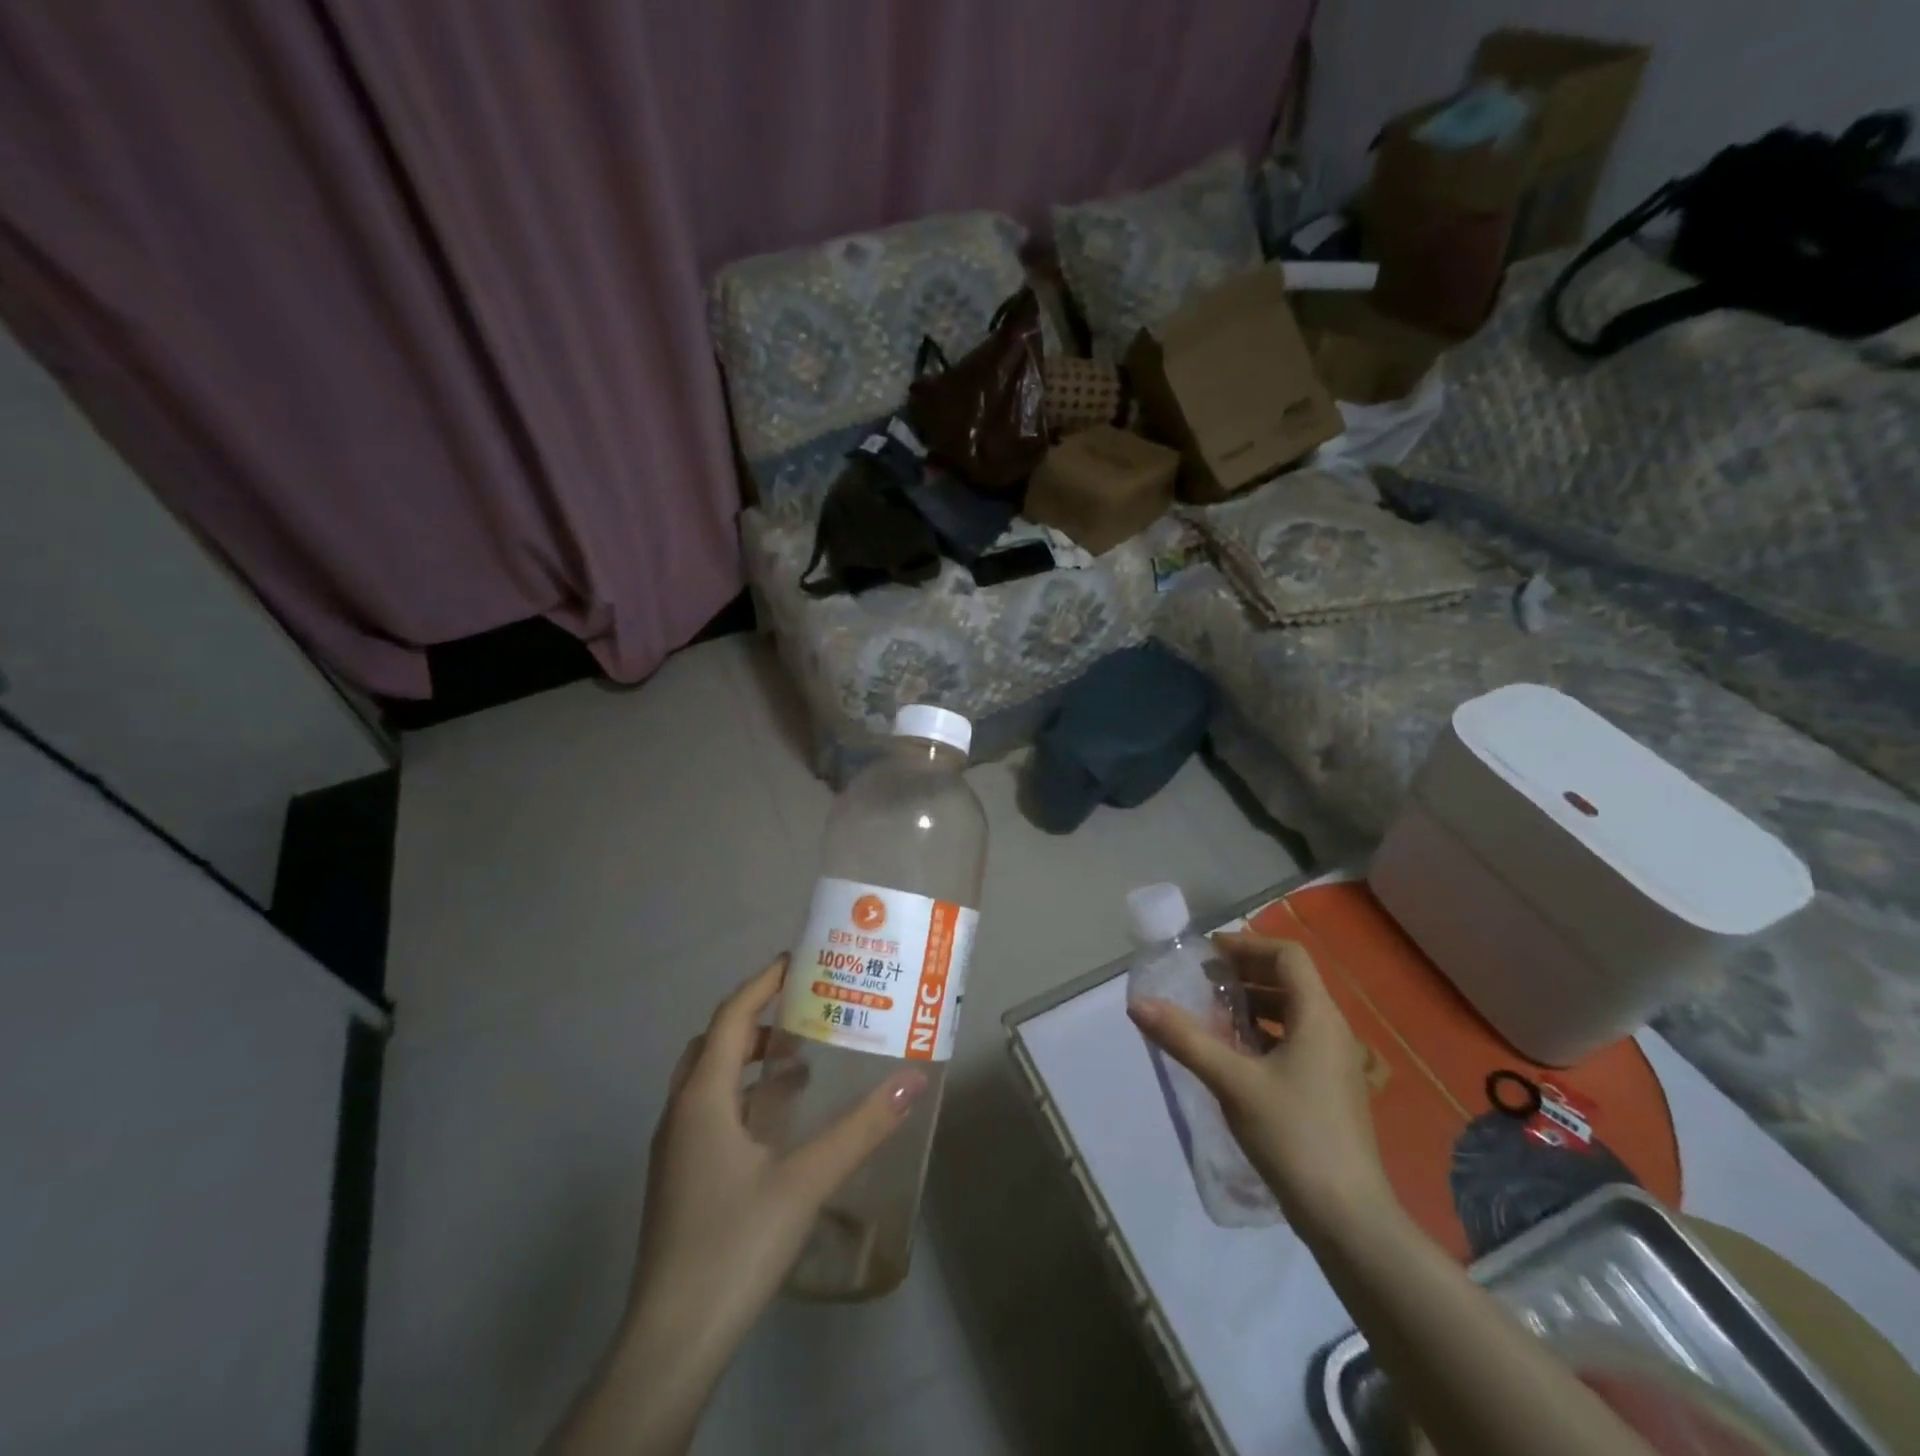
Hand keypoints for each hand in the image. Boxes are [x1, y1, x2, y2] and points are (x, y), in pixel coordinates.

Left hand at [629, 953, 924, 1357]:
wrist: (672, 1342)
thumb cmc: (734, 1245)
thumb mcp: (806, 1181)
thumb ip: (861, 1128)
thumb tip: (913, 1081)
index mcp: (701, 1098)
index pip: (732, 1017)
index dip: (764, 983)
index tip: (801, 960)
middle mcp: (681, 1112)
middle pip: (717, 1042)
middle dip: (760, 1018)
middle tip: (808, 1010)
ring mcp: (676, 1149)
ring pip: (711, 1079)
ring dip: (751, 1059)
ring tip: (803, 1058)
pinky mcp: (681, 1179)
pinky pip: (712, 1111)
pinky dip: (745, 1096)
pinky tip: (781, 1121)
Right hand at [1127, 931, 1388, 1228]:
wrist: (1348, 1218)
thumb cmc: (1294, 1136)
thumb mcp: (1232, 1082)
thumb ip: (1185, 1039)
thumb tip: (1138, 1004)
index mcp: (1318, 1017)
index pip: (1288, 956)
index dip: (1247, 945)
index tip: (1208, 954)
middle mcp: (1332, 1031)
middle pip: (1290, 980)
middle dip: (1246, 973)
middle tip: (1203, 980)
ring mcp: (1334, 1062)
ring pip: (1293, 1012)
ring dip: (1254, 1004)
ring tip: (1213, 1014)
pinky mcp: (1329, 1089)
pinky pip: (1296, 1040)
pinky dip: (1265, 1033)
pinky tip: (1235, 1055)